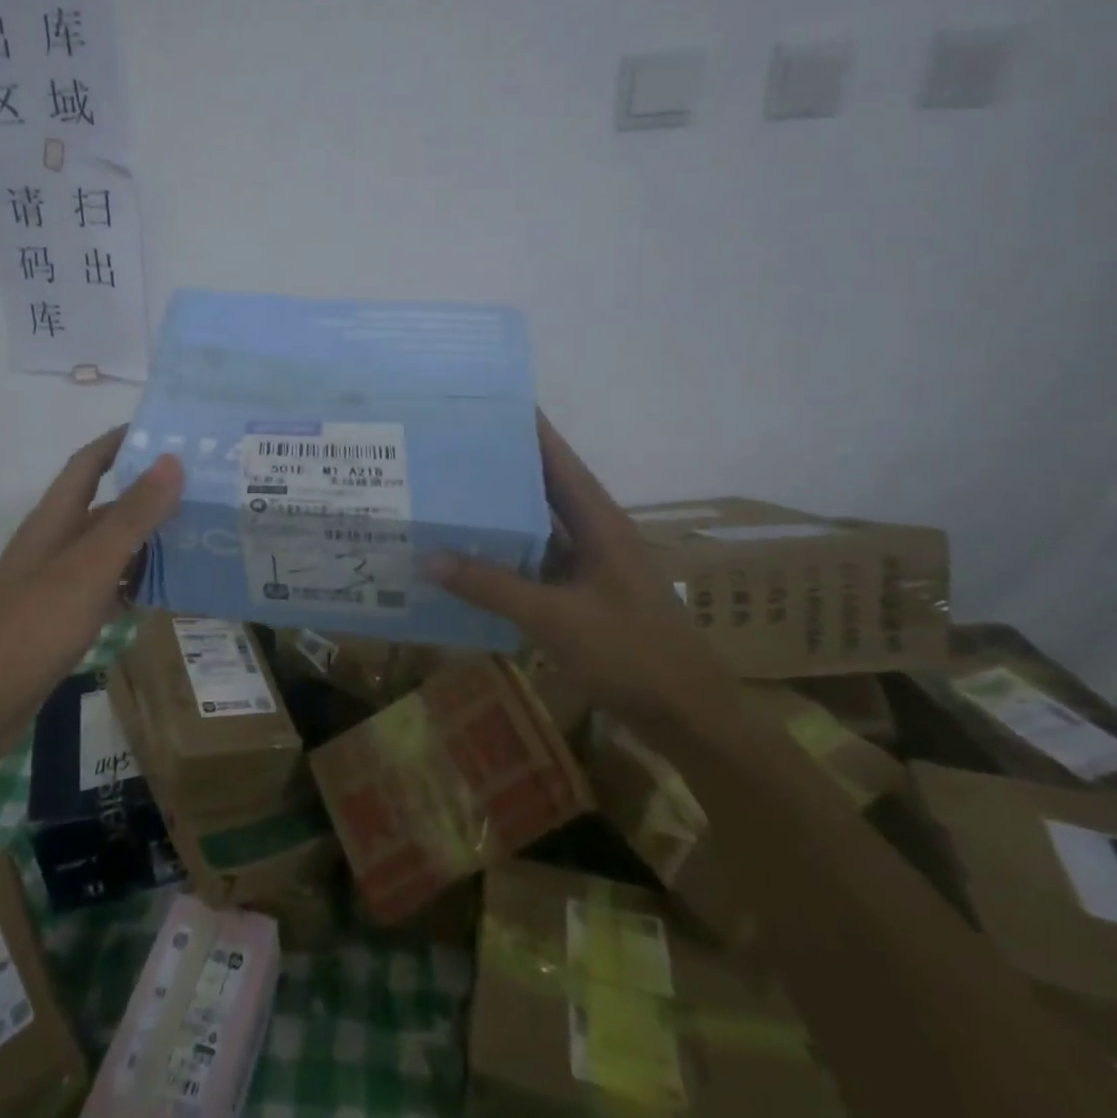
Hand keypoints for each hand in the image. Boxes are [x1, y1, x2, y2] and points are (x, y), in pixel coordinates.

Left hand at [0, 427, 183, 765]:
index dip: (121, 441)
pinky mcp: (60, 619)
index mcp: (54, 519)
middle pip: (105, 506)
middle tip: (203, 488)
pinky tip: (165, 590)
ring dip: (147, 539)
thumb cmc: (31, 626)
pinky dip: (134, 582)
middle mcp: (54, 543)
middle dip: (149, 493)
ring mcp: (55, 583)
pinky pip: (106, 586)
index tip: (165, 429)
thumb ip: (133, 516)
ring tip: (198, 535)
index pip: (89, 463)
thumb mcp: (90, 566)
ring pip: (109, 548)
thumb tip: (172, 460)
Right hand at [427, 413, 736, 723]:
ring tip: (449, 495)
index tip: (490, 402)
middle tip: (450, 448)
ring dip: (502, 515)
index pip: (559, 460)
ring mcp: (590, 566)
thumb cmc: (630, 653)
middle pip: (544, 488)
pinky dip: (506, 558)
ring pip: (538, 528)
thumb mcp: (555, 618)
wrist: (687, 714)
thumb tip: (429, 557)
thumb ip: (492, 587)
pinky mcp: (583, 596)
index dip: (530, 429)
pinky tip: (470, 559)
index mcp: (600, 522)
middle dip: (502, 467)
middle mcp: (595, 534)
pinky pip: (536, 564)